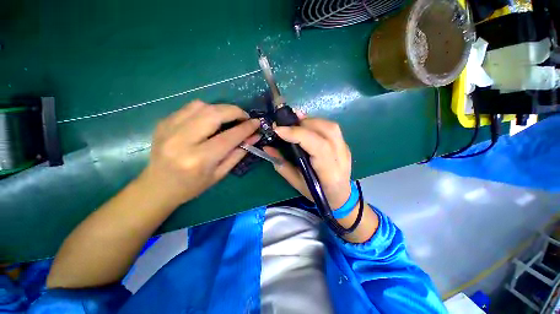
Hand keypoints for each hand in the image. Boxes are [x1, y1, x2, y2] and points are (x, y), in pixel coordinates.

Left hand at [140, 100, 259, 205]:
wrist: (157, 187)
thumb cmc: (192, 186)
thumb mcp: (220, 173)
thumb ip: (238, 153)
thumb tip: (254, 137)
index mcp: (198, 159)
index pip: (228, 137)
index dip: (245, 128)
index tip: (256, 122)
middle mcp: (182, 141)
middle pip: (213, 114)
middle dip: (234, 111)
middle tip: (244, 117)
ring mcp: (169, 129)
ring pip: (201, 106)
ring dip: (220, 109)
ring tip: (228, 118)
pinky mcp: (163, 122)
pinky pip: (189, 108)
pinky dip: (206, 110)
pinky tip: (210, 119)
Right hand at [264, 116, 351, 208]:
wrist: (341, 196)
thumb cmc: (318, 194)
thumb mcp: (297, 183)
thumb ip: (282, 165)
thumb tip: (267, 148)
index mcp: (330, 173)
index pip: (318, 147)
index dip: (298, 134)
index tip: (279, 130)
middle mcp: (341, 157)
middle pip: (326, 131)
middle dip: (302, 125)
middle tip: (285, 126)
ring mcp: (345, 149)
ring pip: (330, 126)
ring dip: (310, 121)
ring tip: (294, 125)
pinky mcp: (344, 144)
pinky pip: (331, 127)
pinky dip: (316, 123)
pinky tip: (305, 126)